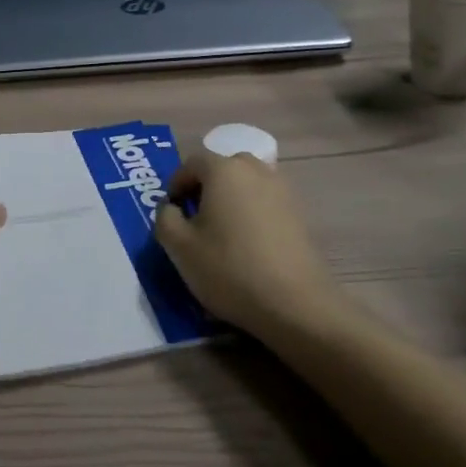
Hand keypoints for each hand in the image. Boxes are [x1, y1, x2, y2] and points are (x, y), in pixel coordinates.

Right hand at [153, 152, 336, 335]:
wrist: (295, 304)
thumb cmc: (229, 268)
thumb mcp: (178, 247)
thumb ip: (165, 218)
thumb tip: (171, 208)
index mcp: (224, 170)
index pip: (192, 162)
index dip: (177, 183)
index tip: (172, 211)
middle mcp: (255, 170)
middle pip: (224, 168)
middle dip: (206, 187)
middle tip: (196, 218)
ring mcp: (283, 191)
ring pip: (248, 185)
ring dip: (232, 199)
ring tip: (223, 233)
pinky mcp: (300, 215)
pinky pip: (267, 203)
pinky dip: (254, 214)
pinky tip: (249, 246)